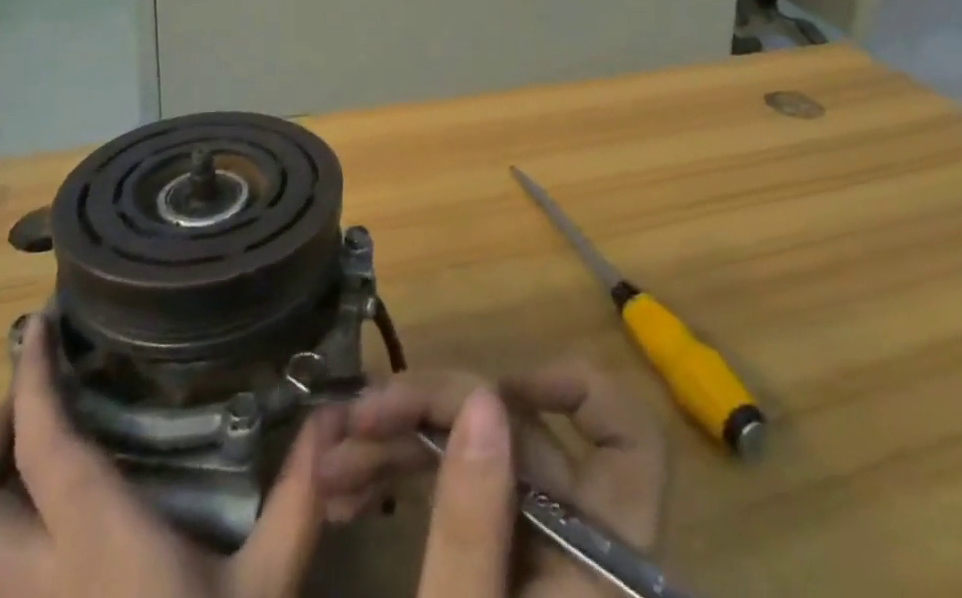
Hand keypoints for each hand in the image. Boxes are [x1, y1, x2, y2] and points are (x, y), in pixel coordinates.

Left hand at [0, 314, 325, 597]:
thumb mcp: (265, 591)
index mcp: (97, 549)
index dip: (29, 381)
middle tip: (31, 400)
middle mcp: (33, 593)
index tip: (36, 326)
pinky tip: (20, 540)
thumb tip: (334, 414)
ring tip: (17, 458)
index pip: (44, 448)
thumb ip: (298, 498)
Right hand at [315, 362, 667, 596]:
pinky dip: (406, 478)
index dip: (575, 391)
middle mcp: (573, 542)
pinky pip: (457, 495)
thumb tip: (483, 396)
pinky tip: (347, 491)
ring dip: (404, 442)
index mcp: (597, 562)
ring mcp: (532, 553)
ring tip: (332, 461)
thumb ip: (473, 524)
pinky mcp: (498, 570)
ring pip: (479, 456)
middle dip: (433, 411)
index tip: (495, 391)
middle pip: (520, 433)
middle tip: (356, 421)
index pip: (629, 444)